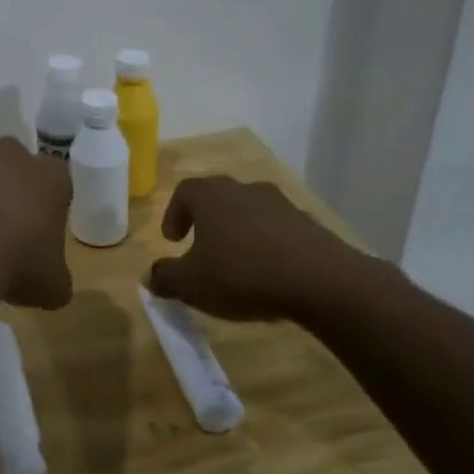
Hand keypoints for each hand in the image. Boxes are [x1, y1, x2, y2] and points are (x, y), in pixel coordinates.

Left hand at [0, 90, 73, 309]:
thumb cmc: (18, 262)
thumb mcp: (52, 285)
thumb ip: (54, 279)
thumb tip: (52, 286)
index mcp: (50, 179)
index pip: (55, 182)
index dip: (44, 206)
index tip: (34, 232)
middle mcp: (13, 156)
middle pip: (13, 164)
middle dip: (5, 188)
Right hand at [146, 175, 381, 323]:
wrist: (322, 281)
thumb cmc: (242, 274)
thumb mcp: (191, 284)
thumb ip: (165, 278)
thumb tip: (151, 276)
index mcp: (211, 196)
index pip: (184, 192)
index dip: (174, 214)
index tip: (173, 241)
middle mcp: (244, 189)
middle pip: (217, 198)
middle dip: (205, 222)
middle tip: (200, 248)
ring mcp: (280, 204)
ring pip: (249, 212)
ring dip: (238, 233)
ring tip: (236, 264)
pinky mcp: (309, 224)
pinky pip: (277, 230)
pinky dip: (267, 245)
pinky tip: (268, 274)